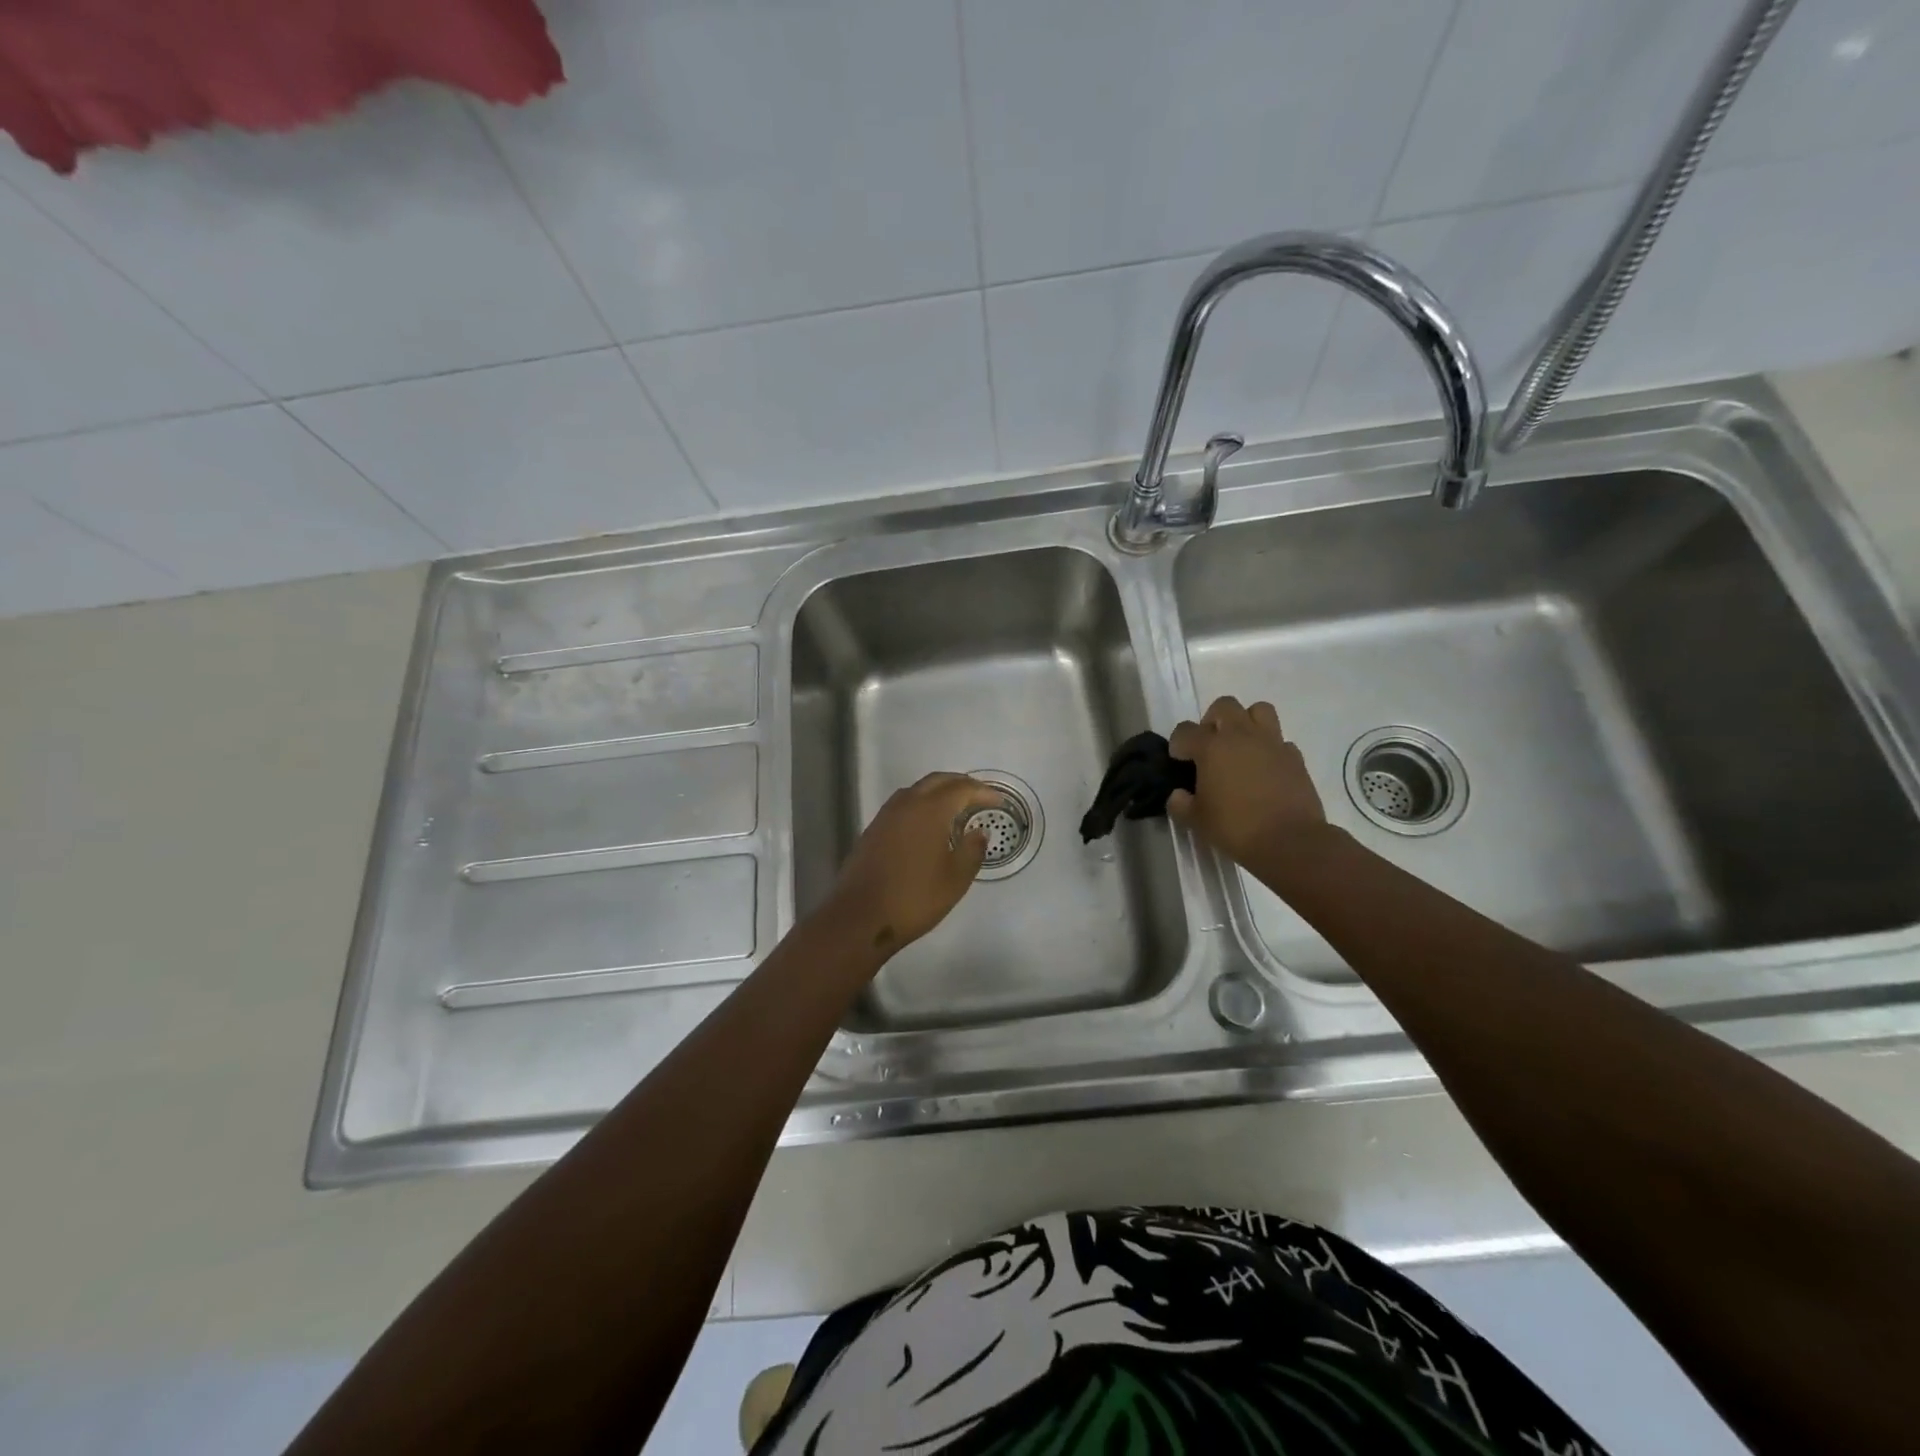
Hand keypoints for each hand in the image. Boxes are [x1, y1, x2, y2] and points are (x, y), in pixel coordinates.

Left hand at [821, 772, 1003, 958]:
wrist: (860, 917)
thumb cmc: (914, 898)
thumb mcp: (955, 879)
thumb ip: (972, 850)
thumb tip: (979, 832)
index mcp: (930, 810)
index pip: (961, 789)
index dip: (982, 792)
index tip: (998, 802)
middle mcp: (906, 804)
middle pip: (937, 781)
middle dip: (960, 784)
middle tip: (979, 796)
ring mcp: (886, 816)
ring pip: (917, 790)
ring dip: (939, 791)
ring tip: (956, 807)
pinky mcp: (873, 830)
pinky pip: (903, 805)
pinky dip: (921, 804)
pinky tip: (928, 824)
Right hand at [1168, 697, 1327, 867]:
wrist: (1290, 841)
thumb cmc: (1236, 828)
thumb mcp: (1196, 821)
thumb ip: (1181, 804)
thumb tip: (1179, 795)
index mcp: (1212, 747)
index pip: (1185, 731)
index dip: (1178, 744)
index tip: (1179, 760)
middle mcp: (1241, 736)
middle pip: (1224, 706)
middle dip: (1212, 720)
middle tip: (1210, 745)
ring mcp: (1272, 743)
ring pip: (1259, 710)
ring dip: (1246, 722)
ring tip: (1240, 746)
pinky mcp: (1295, 757)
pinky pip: (1280, 740)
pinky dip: (1270, 748)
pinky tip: (1265, 769)